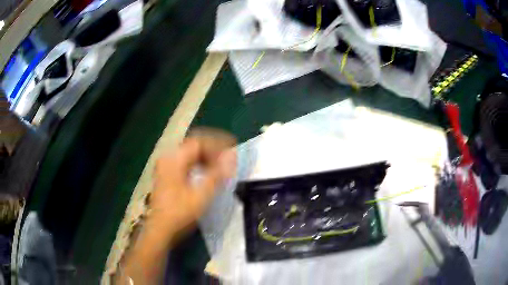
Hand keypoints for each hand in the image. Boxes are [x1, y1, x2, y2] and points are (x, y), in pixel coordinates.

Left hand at [148, 129, 236, 242]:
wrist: (160, 229)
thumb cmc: (180, 213)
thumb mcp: (201, 195)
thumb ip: (217, 174)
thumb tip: (232, 156)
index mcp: (174, 159)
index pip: (199, 142)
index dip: (217, 144)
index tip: (232, 150)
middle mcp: (168, 158)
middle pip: (194, 146)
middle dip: (213, 149)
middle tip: (228, 158)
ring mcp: (166, 166)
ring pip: (190, 154)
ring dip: (206, 157)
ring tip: (221, 166)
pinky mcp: (167, 175)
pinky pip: (186, 162)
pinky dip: (199, 164)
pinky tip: (207, 173)